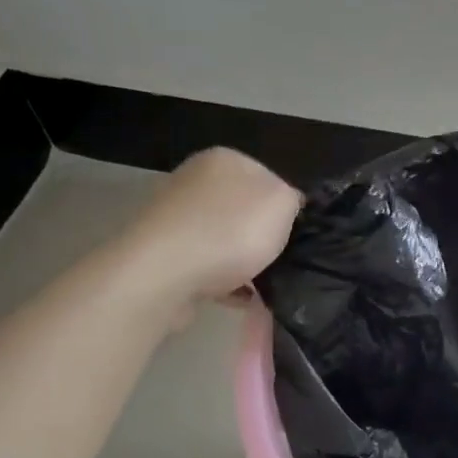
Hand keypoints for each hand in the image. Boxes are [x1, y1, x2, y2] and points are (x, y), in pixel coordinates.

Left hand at [133, 148, 301, 302]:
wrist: (162, 275)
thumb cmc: (229, 232)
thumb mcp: (283, 204)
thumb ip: (293, 198)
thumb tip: (288, 206)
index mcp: (224, 159)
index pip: (269, 179)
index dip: (286, 209)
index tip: (295, 235)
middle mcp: (194, 180)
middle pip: (245, 210)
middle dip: (262, 237)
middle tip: (281, 261)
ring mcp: (174, 217)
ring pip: (224, 240)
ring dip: (244, 263)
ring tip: (261, 286)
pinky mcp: (162, 253)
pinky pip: (206, 265)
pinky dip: (224, 281)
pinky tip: (239, 299)